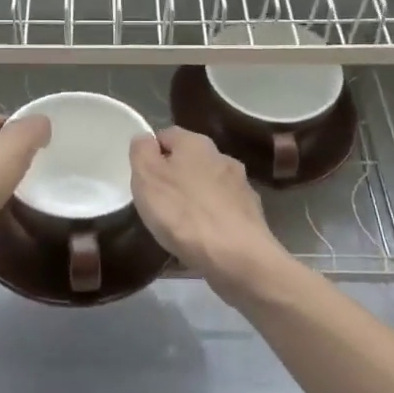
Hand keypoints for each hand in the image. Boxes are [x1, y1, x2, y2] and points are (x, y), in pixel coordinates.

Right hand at [129, 127, 284, 294]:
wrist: (238, 257)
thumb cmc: (184, 213)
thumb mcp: (147, 178)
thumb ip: (141, 152)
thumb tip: (145, 139)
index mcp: (195, 143)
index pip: (166, 135)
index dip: (151, 154)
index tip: (142, 180)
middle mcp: (222, 157)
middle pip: (189, 161)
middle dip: (174, 178)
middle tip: (157, 204)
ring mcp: (241, 186)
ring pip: (208, 186)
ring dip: (194, 199)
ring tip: (179, 226)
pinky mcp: (251, 215)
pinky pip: (223, 212)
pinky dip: (211, 221)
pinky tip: (202, 241)